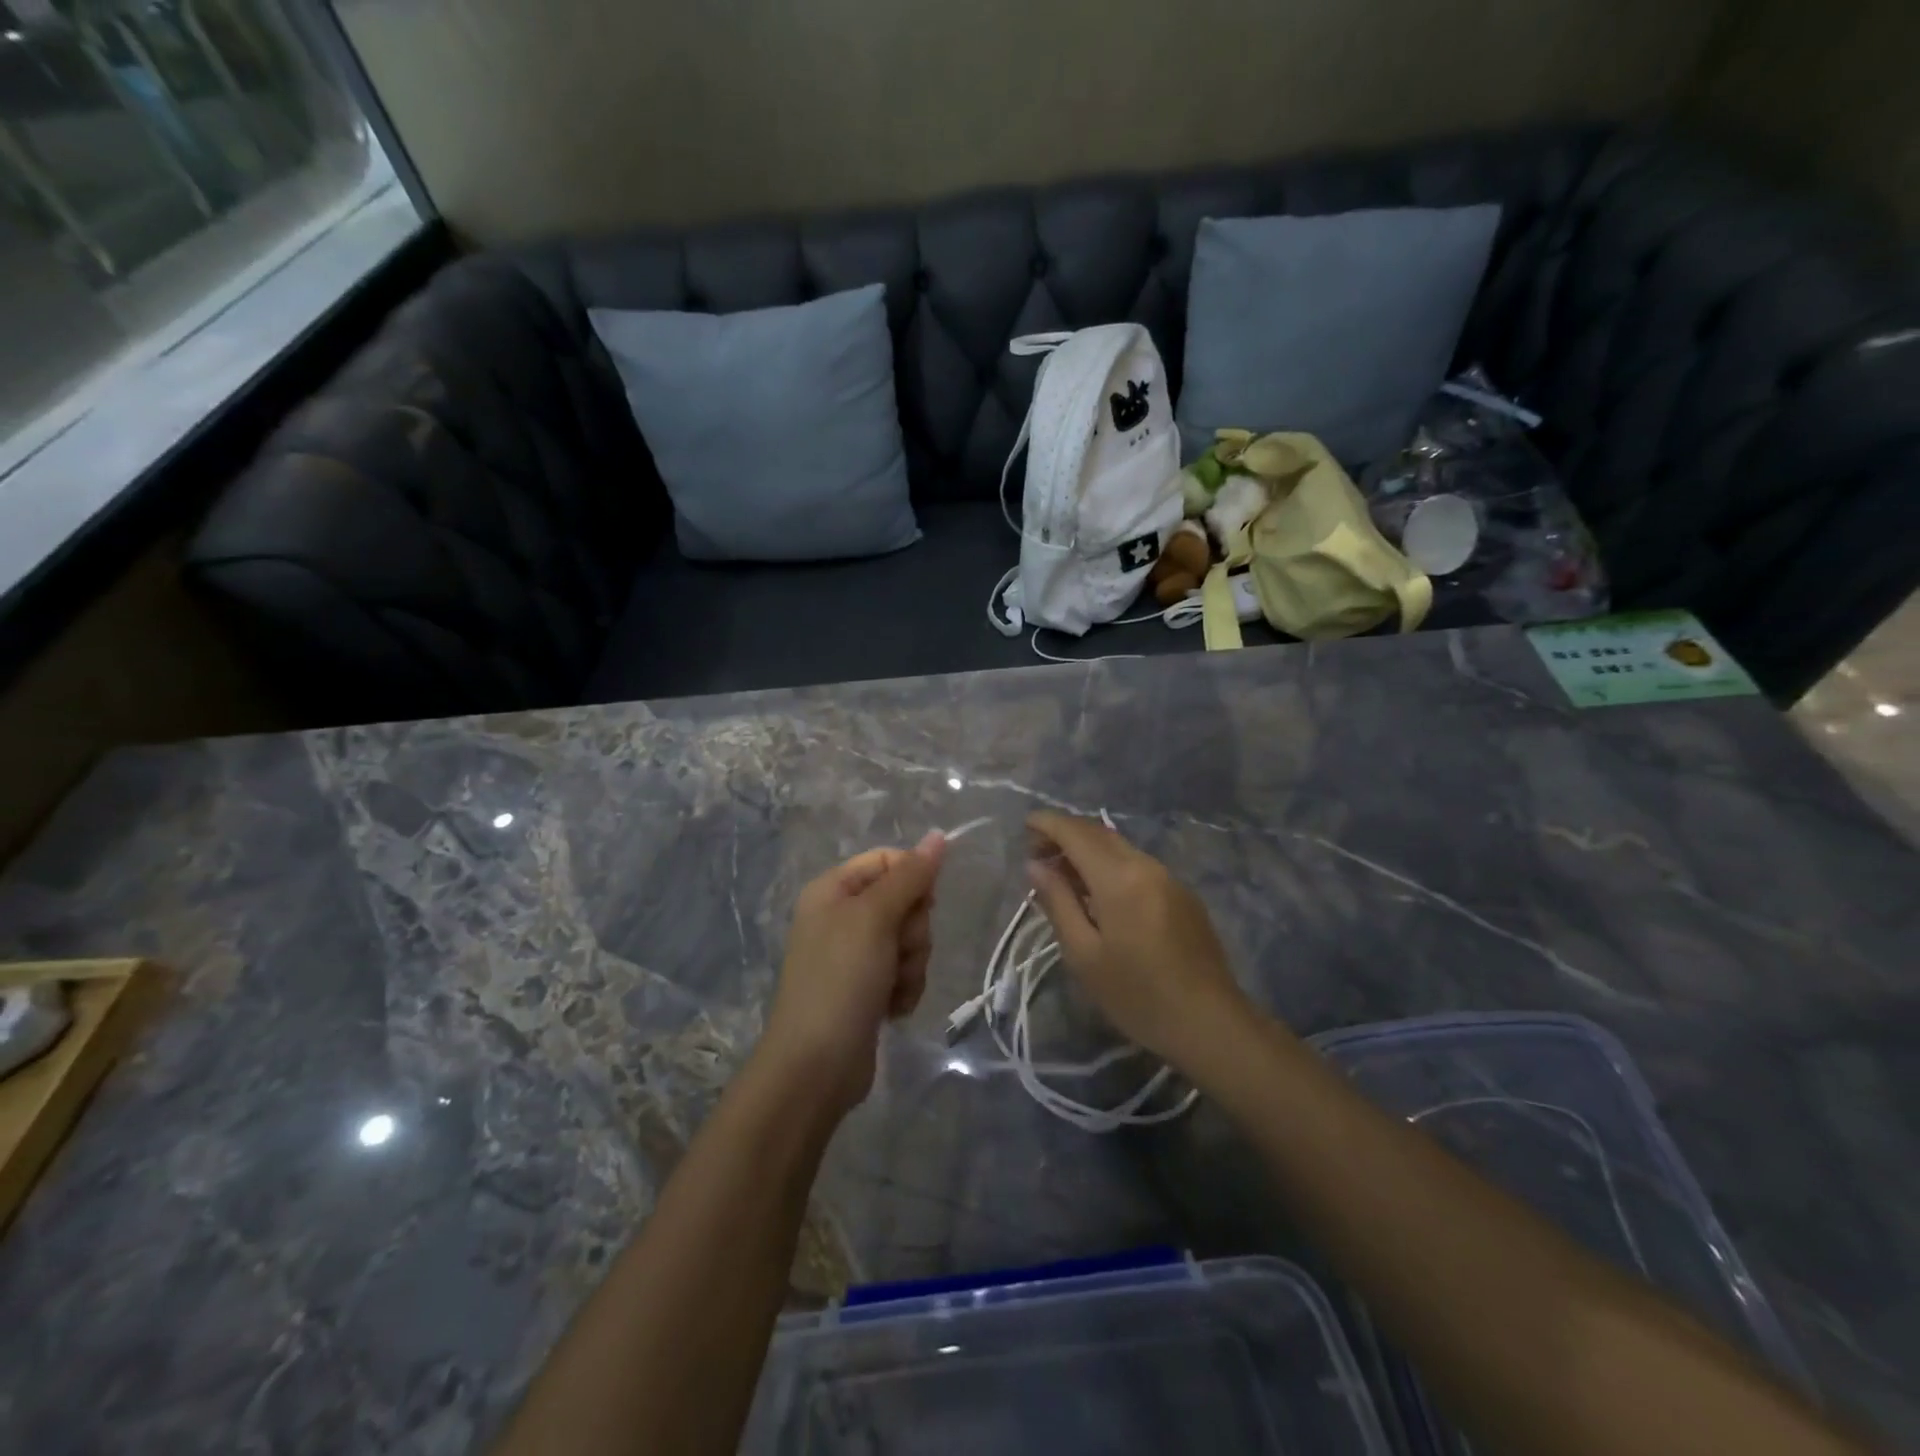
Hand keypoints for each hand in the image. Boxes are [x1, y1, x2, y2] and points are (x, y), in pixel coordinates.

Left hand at [762, 832, 945, 1113]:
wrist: (816, 1065)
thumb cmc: (841, 979)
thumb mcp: (874, 918)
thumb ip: (910, 875)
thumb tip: (939, 835)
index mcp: (833, 889)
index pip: (889, 860)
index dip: (913, 879)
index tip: (922, 903)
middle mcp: (843, 916)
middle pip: (905, 900)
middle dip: (912, 930)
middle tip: (895, 952)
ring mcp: (855, 954)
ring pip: (911, 939)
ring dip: (912, 963)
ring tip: (891, 987)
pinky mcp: (868, 987)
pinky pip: (905, 970)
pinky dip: (905, 988)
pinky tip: (891, 1008)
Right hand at [1026, 811, 1252, 1072]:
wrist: (1210, 1022)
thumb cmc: (1137, 995)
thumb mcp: (1083, 955)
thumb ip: (1058, 902)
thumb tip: (1035, 866)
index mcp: (1119, 878)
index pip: (1076, 832)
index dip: (1048, 823)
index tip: (1024, 826)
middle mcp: (1145, 865)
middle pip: (1099, 833)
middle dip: (1065, 834)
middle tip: (1037, 854)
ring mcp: (1168, 877)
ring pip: (1119, 847)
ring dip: (1087, 849)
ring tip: (1062, 875)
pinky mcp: (1181, 893)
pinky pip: (1136, 864)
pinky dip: (1109, 864)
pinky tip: (1098, 893)